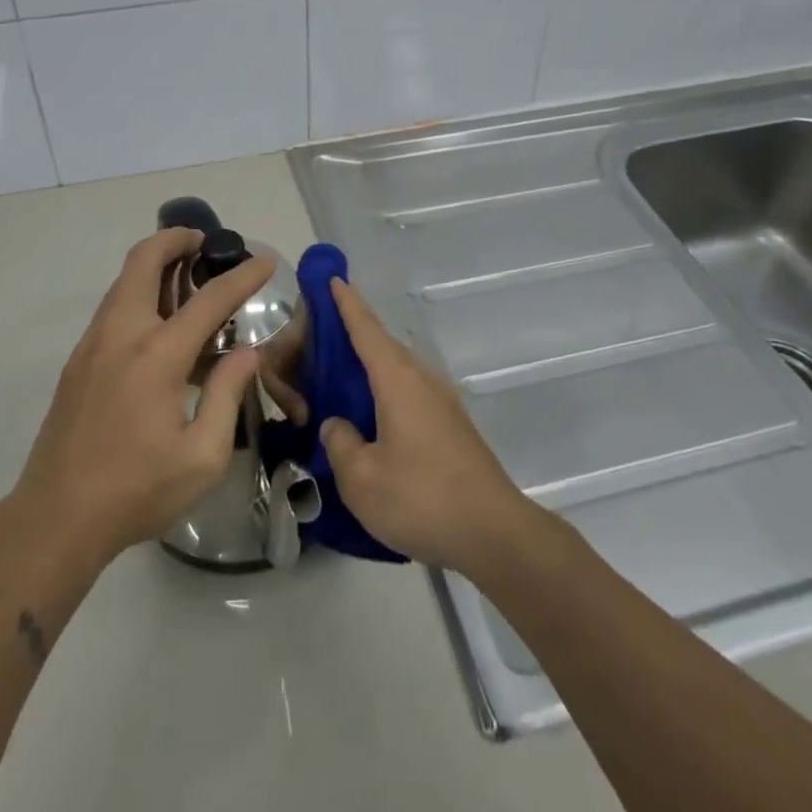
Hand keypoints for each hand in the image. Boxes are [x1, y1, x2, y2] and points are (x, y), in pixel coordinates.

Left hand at [11, 229, 274, 568]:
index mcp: (156, 355)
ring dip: (156, 264)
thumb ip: (227, 394)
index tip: (265, 260)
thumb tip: (246, 353)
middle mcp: (121, 334)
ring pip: (124, 279)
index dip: (243, 276)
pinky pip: (114, 306)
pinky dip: (141, 292)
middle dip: (177, 239)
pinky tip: (163, 324)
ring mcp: (93, 344)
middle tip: (206, 242)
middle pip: (145, 260)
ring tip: (190, 278)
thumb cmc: (135, 491)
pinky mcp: (78, 361)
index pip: (209, 299)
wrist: (54, 520)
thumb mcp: (202, 456)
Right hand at [318, 278, 541, 576]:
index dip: (346, 302)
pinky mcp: (450, 426)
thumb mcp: (361, 478)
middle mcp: (421, 379)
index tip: (331, 277)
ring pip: (395, 370)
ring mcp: (440, 402)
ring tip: (336, 378)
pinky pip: (407, 392)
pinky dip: (382, 391)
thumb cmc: (422, 498)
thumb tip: (337, 424)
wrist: (495, 533)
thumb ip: (340, 443)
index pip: (365, 328)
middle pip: (381, 344)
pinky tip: (369, 416)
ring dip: (367, 366)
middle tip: (316, 337)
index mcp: (397, 380)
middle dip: (351, 334)